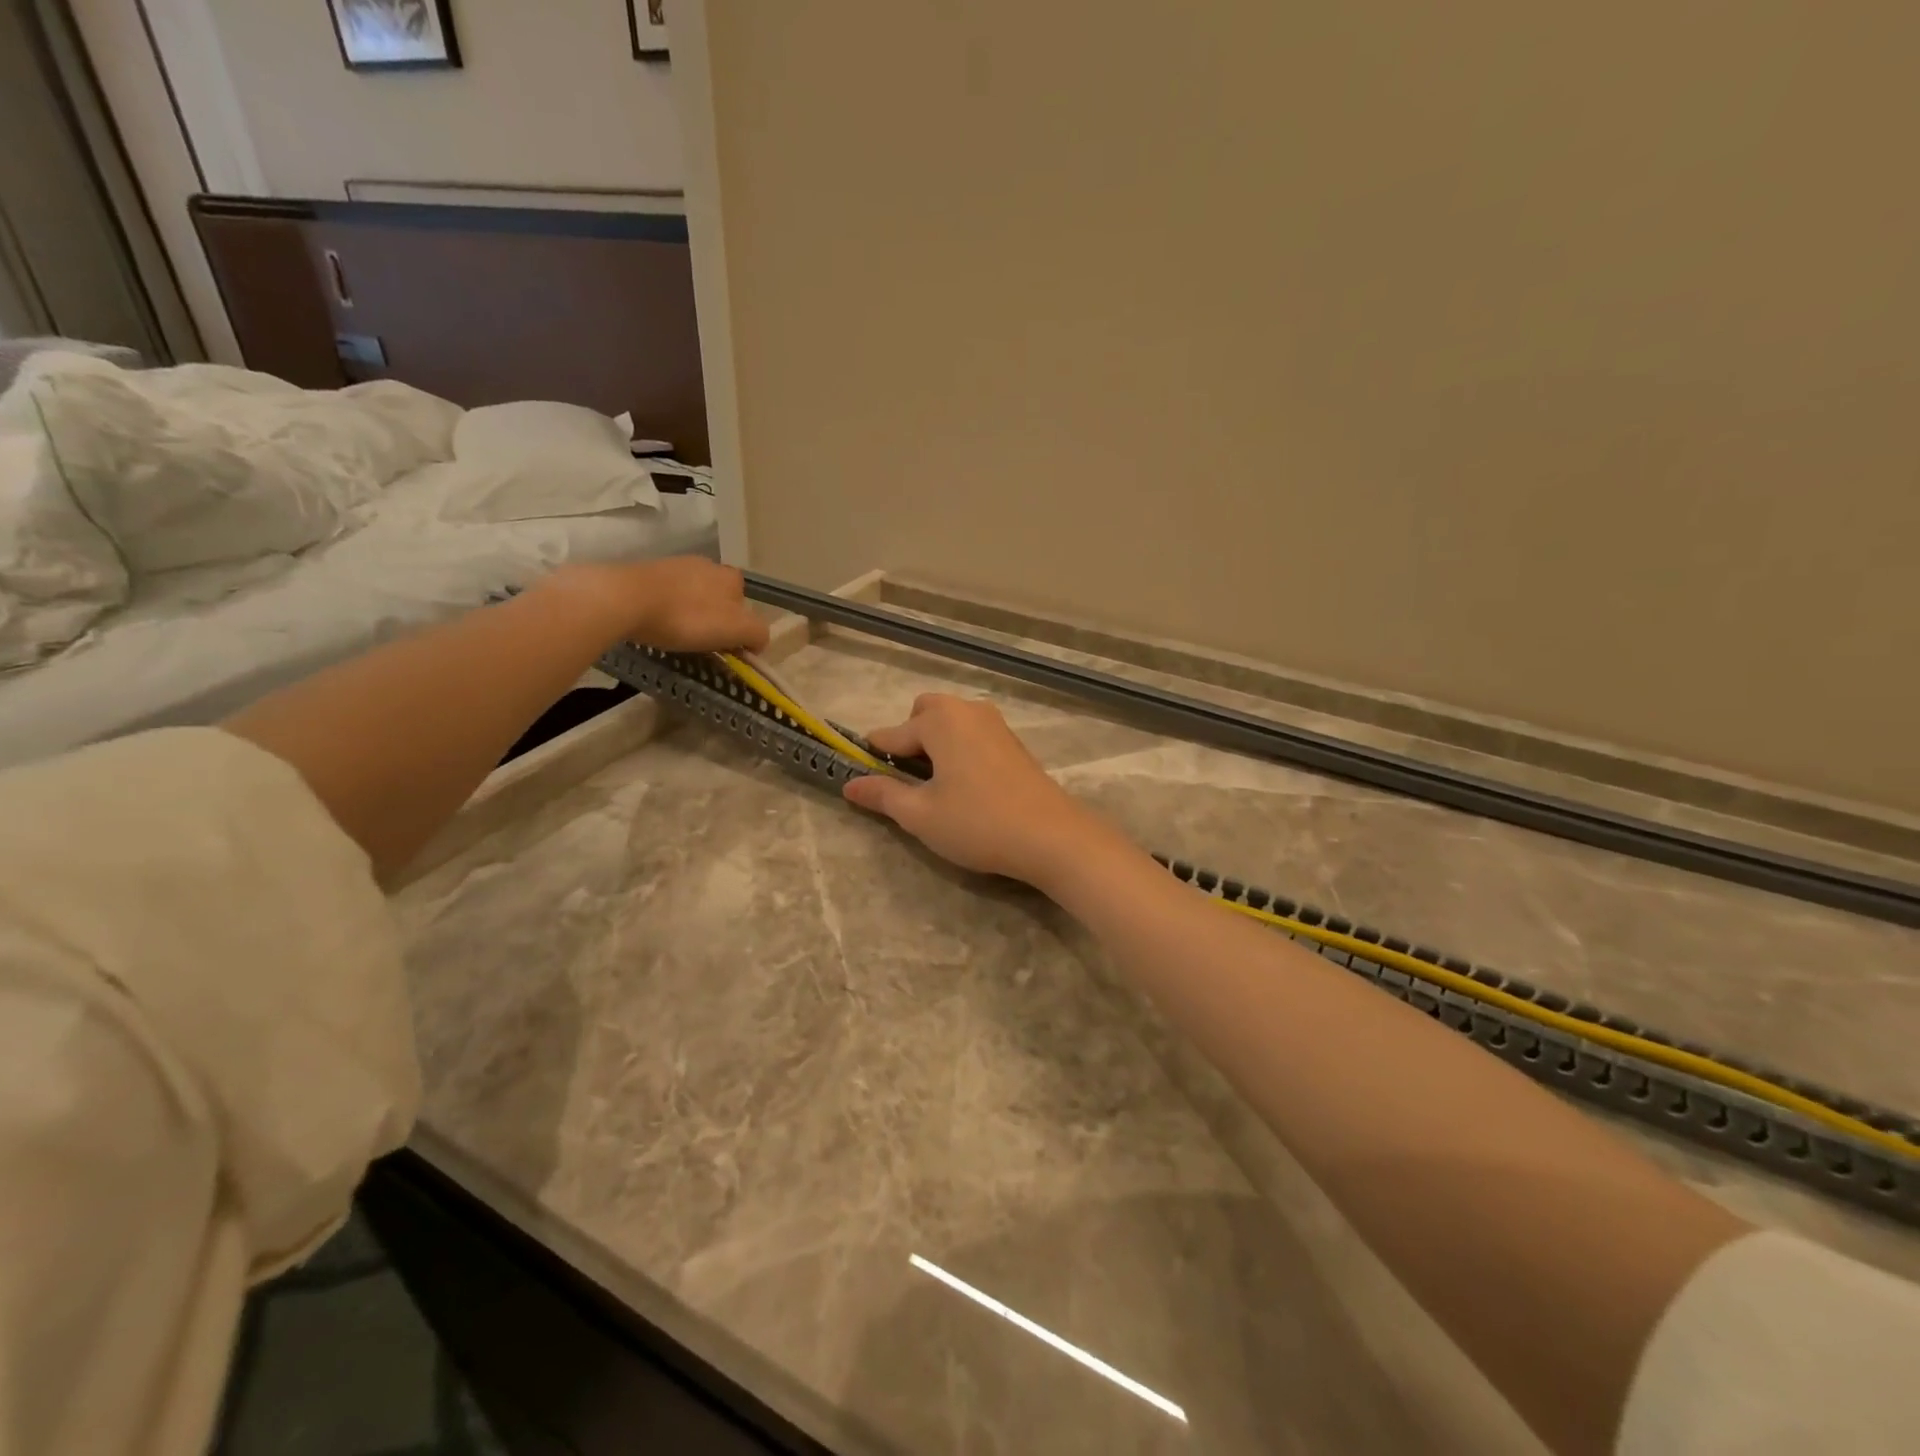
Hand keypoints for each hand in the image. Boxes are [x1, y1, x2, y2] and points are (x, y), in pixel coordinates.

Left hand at [544, 557, 769, 653]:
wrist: (626, 599)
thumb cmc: (687, 617)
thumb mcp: (735, 630)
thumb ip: (756, 633)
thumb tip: (758, 640)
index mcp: (732, 578)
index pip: (747, 608)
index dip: (739, 631)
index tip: (725, 650)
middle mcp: (708, 565)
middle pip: (720, 600)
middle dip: (715, 620)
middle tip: (701, 644)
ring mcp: (676, 565)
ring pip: (693, 596)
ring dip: (690, 614)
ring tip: (675, 635)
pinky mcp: (647, 571)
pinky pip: (666, 595)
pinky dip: (666, 609)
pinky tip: (655, 622)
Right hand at [842, 694, 1113, 885]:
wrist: (1051, 836)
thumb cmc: (977, 823)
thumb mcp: (920, 815)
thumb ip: (883, 795)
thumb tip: (849, 785)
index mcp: (939, 720)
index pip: (890, 734)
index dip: (873, 759)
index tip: (865, 782)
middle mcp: (966, 710)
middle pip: (923, 714)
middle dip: (909, 741)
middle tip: (911, 783)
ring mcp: (994, 723)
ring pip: (950, 722)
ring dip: (936, 744)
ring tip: (938, 788)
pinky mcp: (1013, 741)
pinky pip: (972, 734)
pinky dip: (960, 750)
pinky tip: (967, 787)